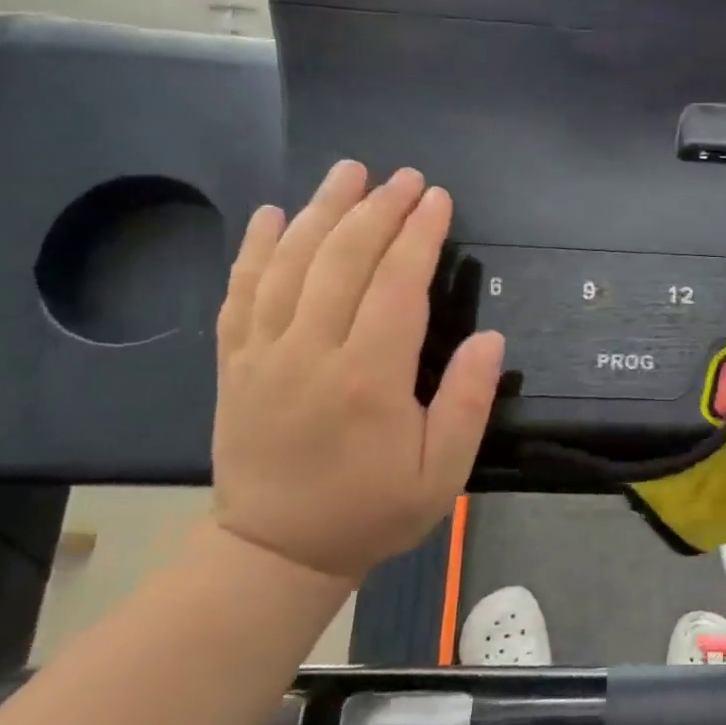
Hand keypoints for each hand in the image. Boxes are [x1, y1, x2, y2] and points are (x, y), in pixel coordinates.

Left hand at [211, 161, 503, 582]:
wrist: (275, 551)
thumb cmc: (371, 509)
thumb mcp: (442, 472)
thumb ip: (468, 402)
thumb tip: (491, 339)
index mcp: (367, 378)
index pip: (396, 285)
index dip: (419, 235)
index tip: (437, 198)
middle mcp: (311, 353)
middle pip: (344, 260)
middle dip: (378, 209)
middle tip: (403, 177)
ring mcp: (263, 354)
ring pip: (290, 264)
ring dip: (322, 211)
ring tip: (347, 172)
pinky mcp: (234, 363)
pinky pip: (240, 293)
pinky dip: (256, 249)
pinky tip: (273, 215)